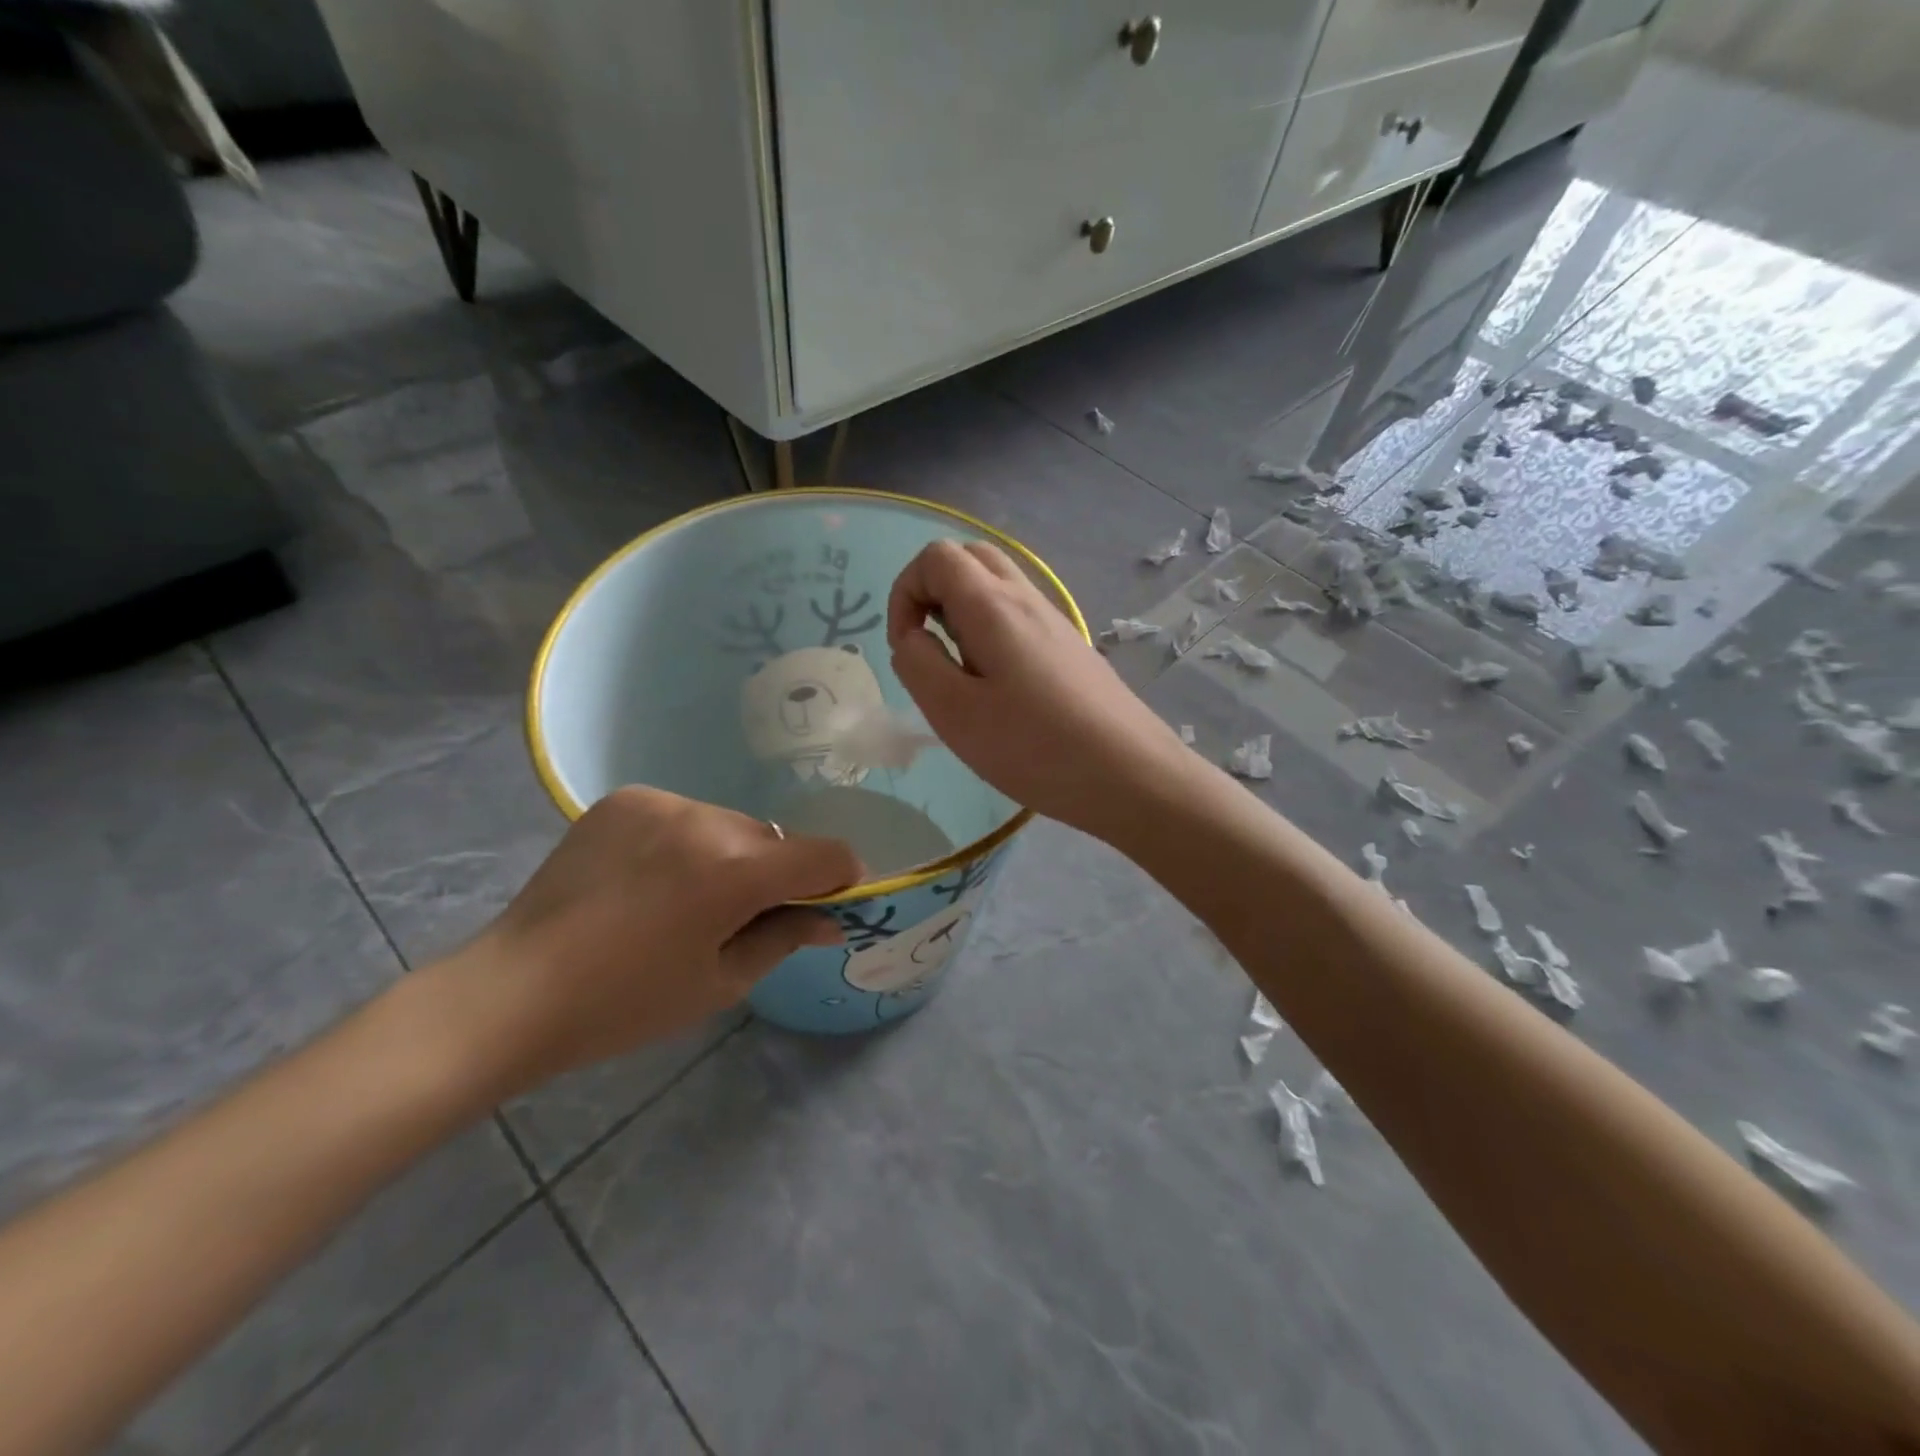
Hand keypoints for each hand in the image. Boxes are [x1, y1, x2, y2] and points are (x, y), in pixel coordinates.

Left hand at [437, 788, 861, 1097]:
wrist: (514, 991)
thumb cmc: (627, 1003)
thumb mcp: (721, 982)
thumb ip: (786, 937)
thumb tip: (831, 919)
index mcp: (736, 871)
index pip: (826, 855)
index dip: (839, 879)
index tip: (823, 906)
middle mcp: (705, 819)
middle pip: (774, 839)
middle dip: (774, 874)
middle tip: (738, 918)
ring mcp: (661, 802)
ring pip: (729, 824)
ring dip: (728, 855)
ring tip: (683, 899)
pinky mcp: (625, 799)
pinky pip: (683, 815)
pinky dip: (685, 842)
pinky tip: (649, 879)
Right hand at [888, 540, 1185, 838]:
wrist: (1131, 773)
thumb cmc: (1036, 747)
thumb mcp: (956, 714)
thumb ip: (918, 665)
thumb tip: (913, 638)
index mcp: (993, 605)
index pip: (936, 556)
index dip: (905, 592)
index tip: (907, 647)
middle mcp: (1026, 599)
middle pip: (970, 559)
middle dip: (933, 594)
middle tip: (932, 651)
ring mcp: (1054, 622)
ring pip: (997, 588)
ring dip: (964, 617)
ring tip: (965, 678)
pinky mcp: (1070, 648)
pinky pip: (1020, 618)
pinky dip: (993, 635)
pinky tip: (1001, 691)